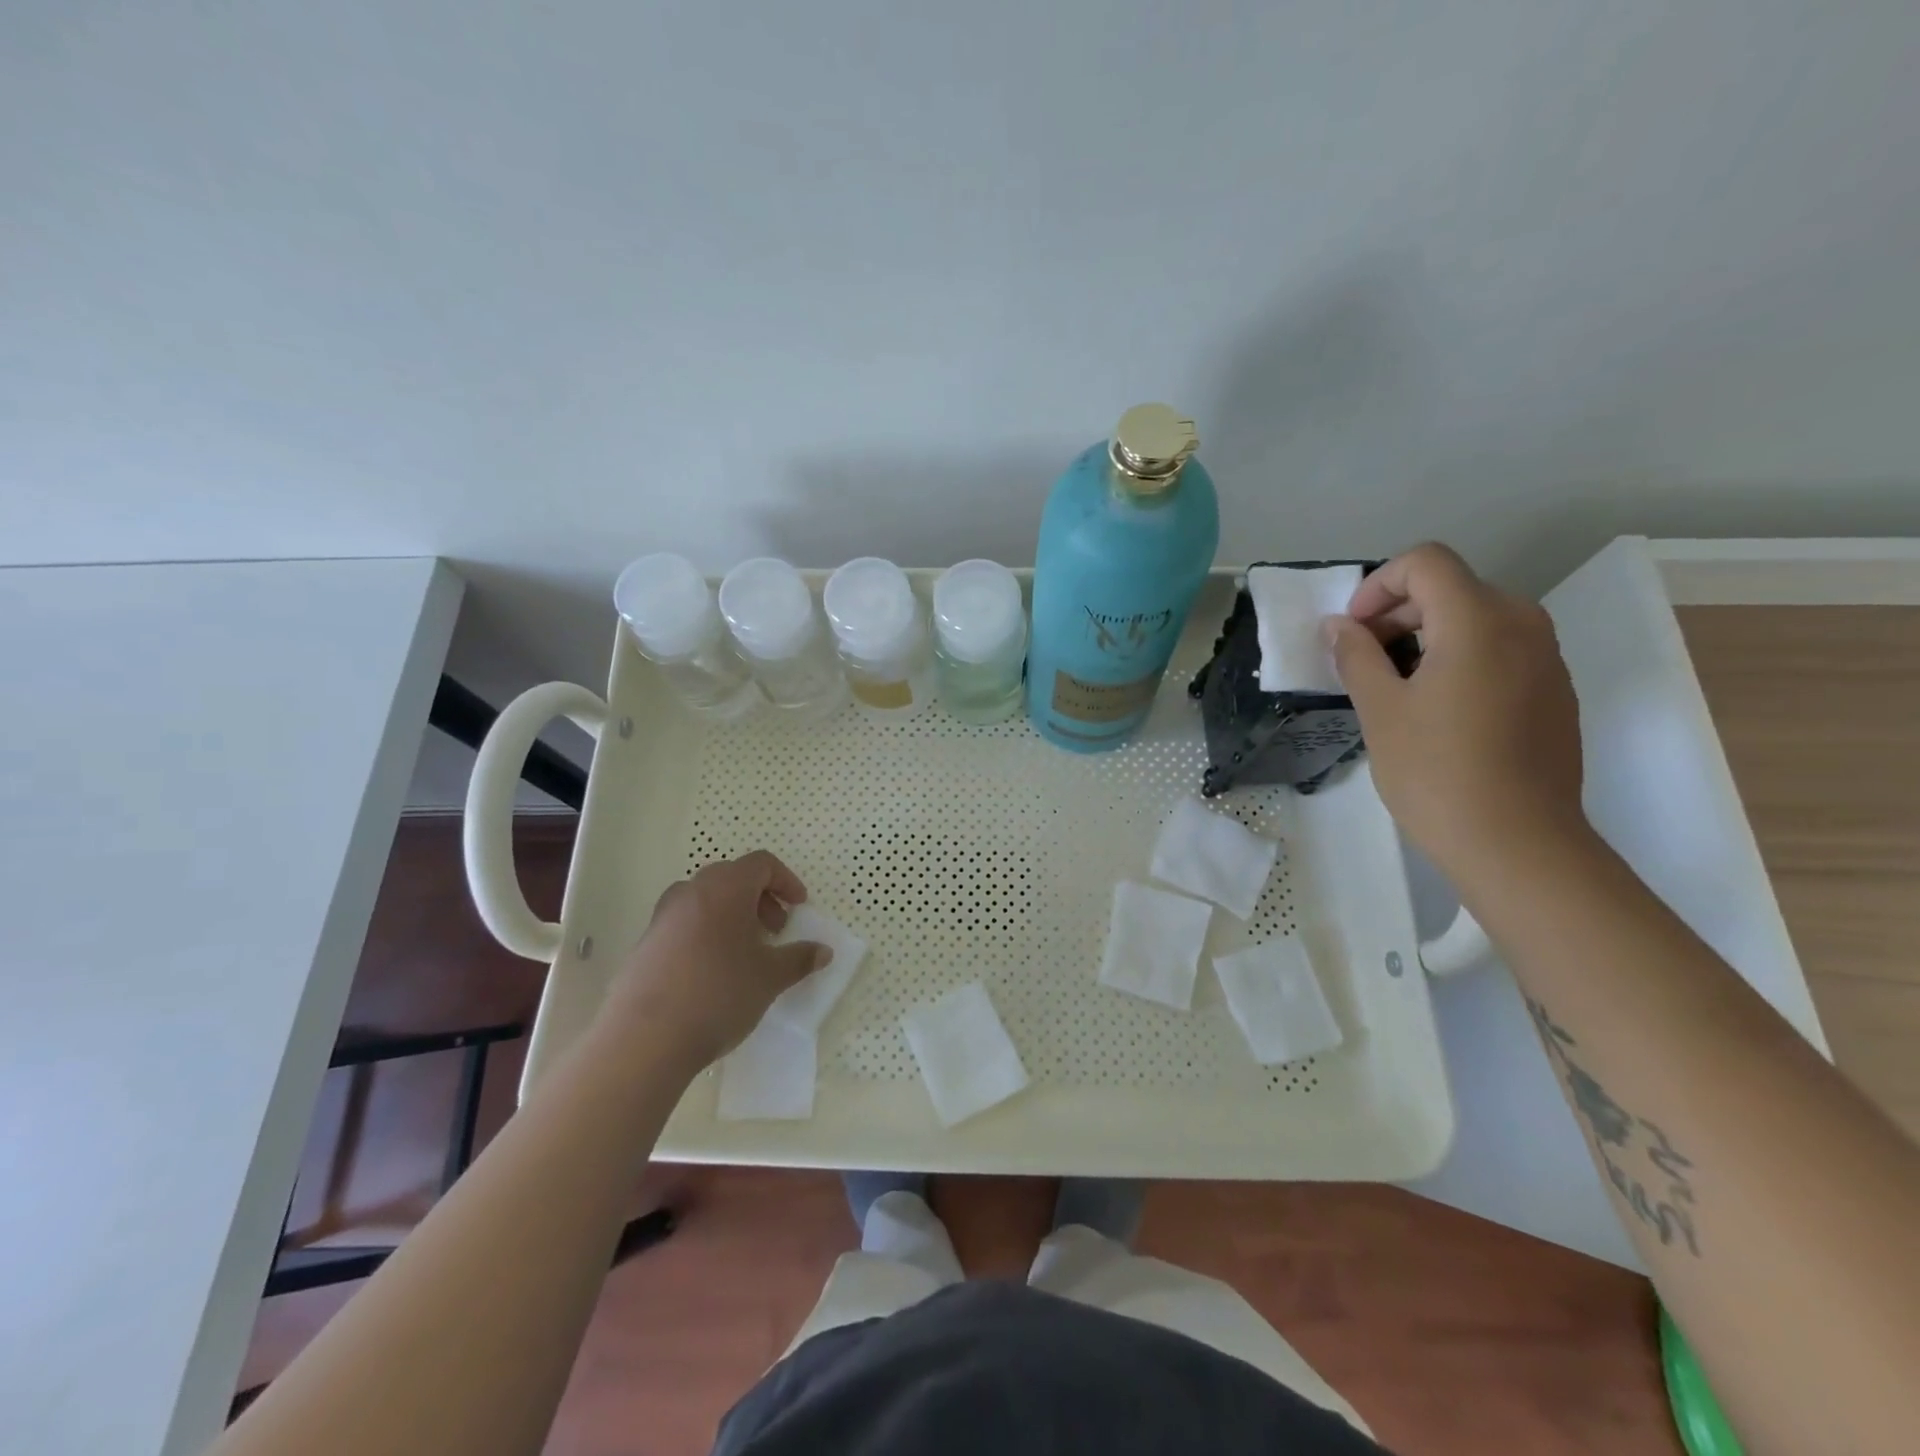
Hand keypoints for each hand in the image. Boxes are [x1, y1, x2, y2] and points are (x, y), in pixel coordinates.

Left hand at [602, 850, 828, 1070]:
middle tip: (774, 930)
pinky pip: (684, 924)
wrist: (645, 1038)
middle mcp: (691, 892)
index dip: (785, 881)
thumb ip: (800, 958)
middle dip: (759, 898)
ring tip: (744, 951)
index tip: (798, 908)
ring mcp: (663, 917)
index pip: (761, 864)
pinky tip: (712, 972)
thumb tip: (823, 951)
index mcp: (725, 888)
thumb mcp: (770, 977)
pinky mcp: (645, 944)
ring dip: (731, 915)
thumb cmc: (719, 993)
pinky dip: (706, 933)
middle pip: (732, 877)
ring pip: (705, 900)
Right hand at [1325, 543, 1586, 882]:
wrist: (1518, 843)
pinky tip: (1437, 708)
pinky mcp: (1555, 691)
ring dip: (1428, 634)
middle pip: (1453, 587)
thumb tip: (1340, 626)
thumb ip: (1357, 656)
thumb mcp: (1380, 711)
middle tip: (1363, 657)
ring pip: (1478, 617)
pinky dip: (1460, 656)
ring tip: (1395, 684)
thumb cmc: (1437, 772)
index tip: (1353, 630)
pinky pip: (1501, 649)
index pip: (1426, 563)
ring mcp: (1546, 659)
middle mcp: (1522, 626)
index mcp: (1478, 622)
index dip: (1378, 585)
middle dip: (1398, 611)